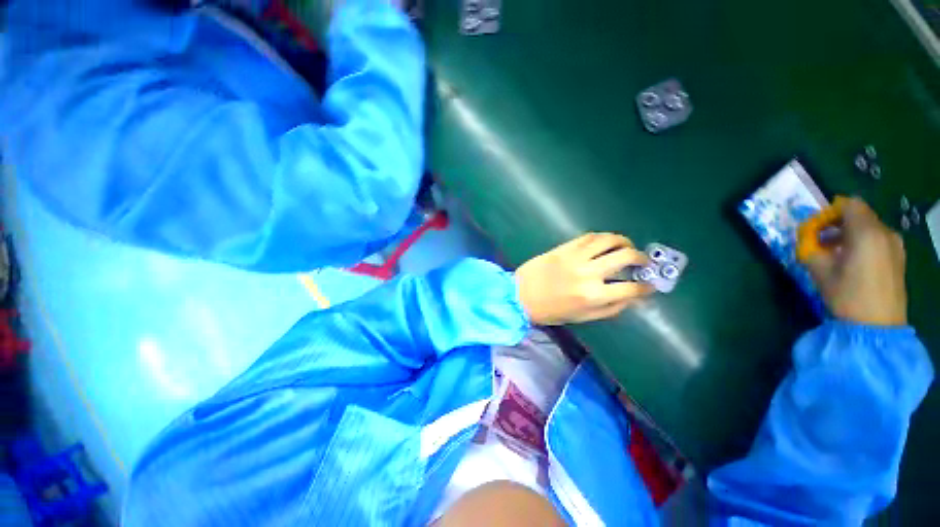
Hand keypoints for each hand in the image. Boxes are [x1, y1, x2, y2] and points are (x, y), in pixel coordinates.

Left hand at [515, 233, 652, 324]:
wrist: (520, 295)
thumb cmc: (550, 311)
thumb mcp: (583, 317)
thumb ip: (611, 308)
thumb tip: (633, 296)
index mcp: (593, 296)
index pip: (632, 288)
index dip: (647, 286)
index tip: (651, 284)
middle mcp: (588, 274)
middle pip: (626, 257)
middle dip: (642, 259)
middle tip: (642, 262)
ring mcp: (575, 257)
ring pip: (609, 240)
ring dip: (624, 242)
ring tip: (627, 247)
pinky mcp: (564, 248)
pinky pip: (589, 236)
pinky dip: (603, 237)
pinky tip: (606, 243)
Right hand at [804, 197, 906, 325]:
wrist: (877, 326)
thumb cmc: (847, 295)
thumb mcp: (819, 270)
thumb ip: (810, 247)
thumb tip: (807, 238)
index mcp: (866, 232)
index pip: (849, 204)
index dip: (830, 212)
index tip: (817, 229)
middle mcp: (885, 232)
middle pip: (860, 215)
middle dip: (838, 224)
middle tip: (822, 242)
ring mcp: (895, 245)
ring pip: (870, 227)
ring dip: (850, 234)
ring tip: (836, 254)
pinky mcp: (899, 257)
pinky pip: (878, 239)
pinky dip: (863, 243)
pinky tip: (853, 262)